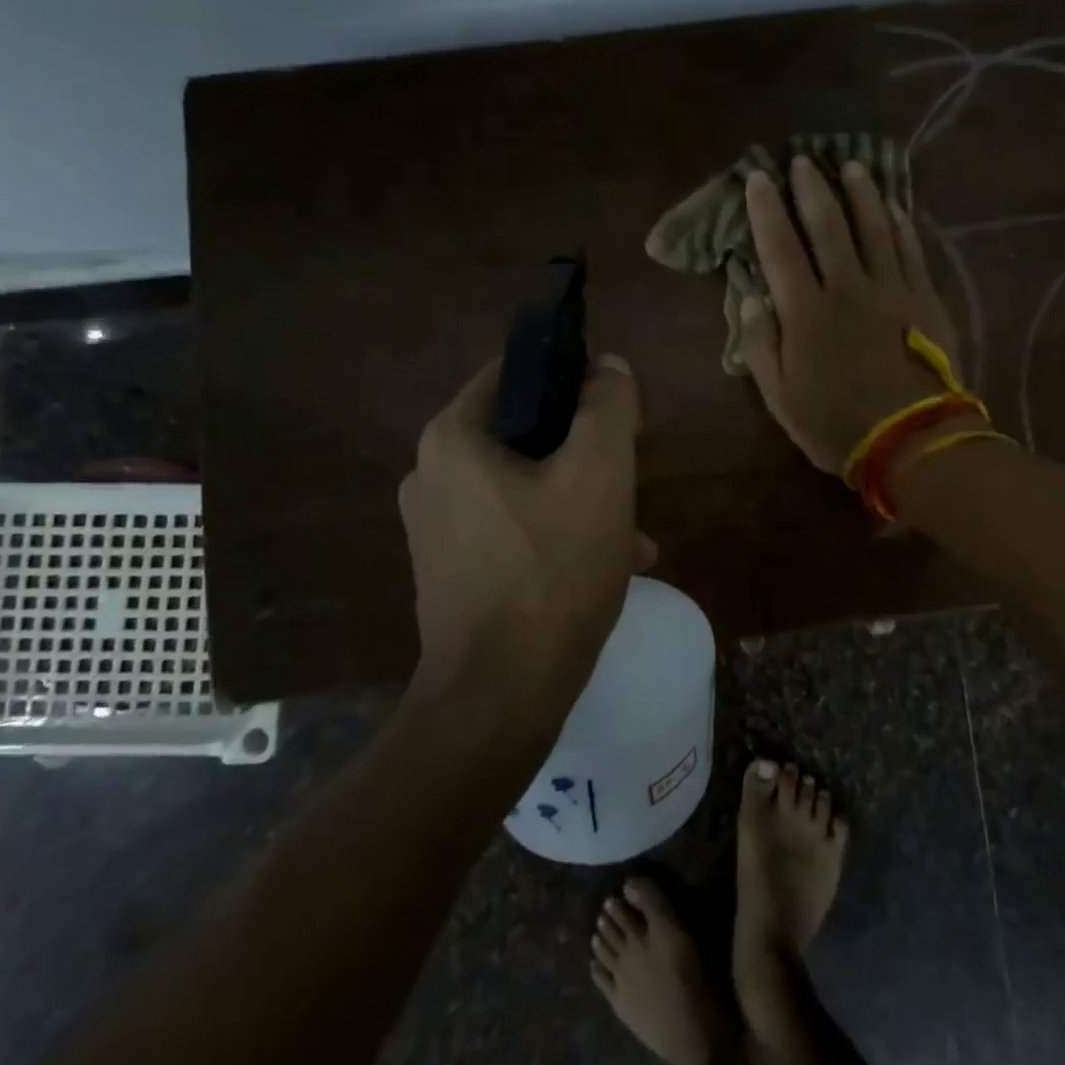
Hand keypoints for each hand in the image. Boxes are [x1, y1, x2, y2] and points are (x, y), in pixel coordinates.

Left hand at [398, 355, 652, 720]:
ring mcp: (437, 528)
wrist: (499, 697)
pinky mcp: (452, 572)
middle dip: (585, 452)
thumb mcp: (599, 475)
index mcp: (453, 438)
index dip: (573, 377)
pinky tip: (607, 566)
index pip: (516, 372)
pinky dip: (558, 536)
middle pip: (525, 434)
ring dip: (581, 499)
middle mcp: (432, 475)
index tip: (616, 409)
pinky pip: (515, 530)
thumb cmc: (552, 573)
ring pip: (526, 486)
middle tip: (630, 477)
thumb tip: (607, 367)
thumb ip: (607, 407)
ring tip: (632, 534)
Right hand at [739, 157, 960, 472]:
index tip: (759, 180)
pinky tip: (893, 205)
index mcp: (805, 312)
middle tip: (803, 160)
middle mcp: (846, 288)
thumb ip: (760, 345)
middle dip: (811, 189)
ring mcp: (890, 288)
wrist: (911, 440)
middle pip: (827, 226)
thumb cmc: (835, 424)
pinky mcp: (923, 297)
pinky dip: (899, 223)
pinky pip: (909, 248)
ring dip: (860, 193)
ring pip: (873, 227)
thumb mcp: (780, 397)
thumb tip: (748, 299)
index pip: (779, 248)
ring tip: (851, 166)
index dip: (766, 211)